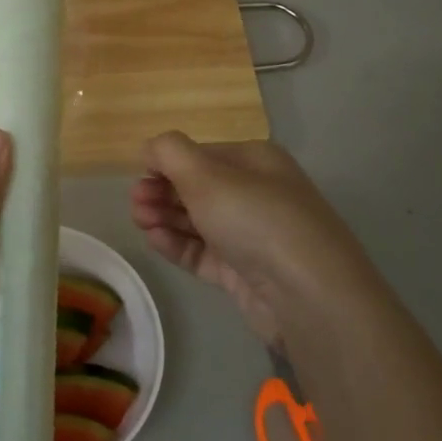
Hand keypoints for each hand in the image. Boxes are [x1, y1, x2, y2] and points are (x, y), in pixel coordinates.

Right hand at [129, 134, 379, 350]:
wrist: (306, 293)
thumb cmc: (255, 219)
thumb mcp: (207, 175)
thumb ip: (170, 153)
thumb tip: (149, 147)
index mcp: (254, 161)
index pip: (200, 155)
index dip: (166, 164)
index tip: (138, 177)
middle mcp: (255, 194)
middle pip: (197, 188)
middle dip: (162, 191)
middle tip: (136, 204)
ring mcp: (250, 235)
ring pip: (198, 221)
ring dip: (166, 217)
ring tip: (140, 222)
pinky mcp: (243, 272)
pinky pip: (203, 253)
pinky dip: (178, 244)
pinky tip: (155, 240)